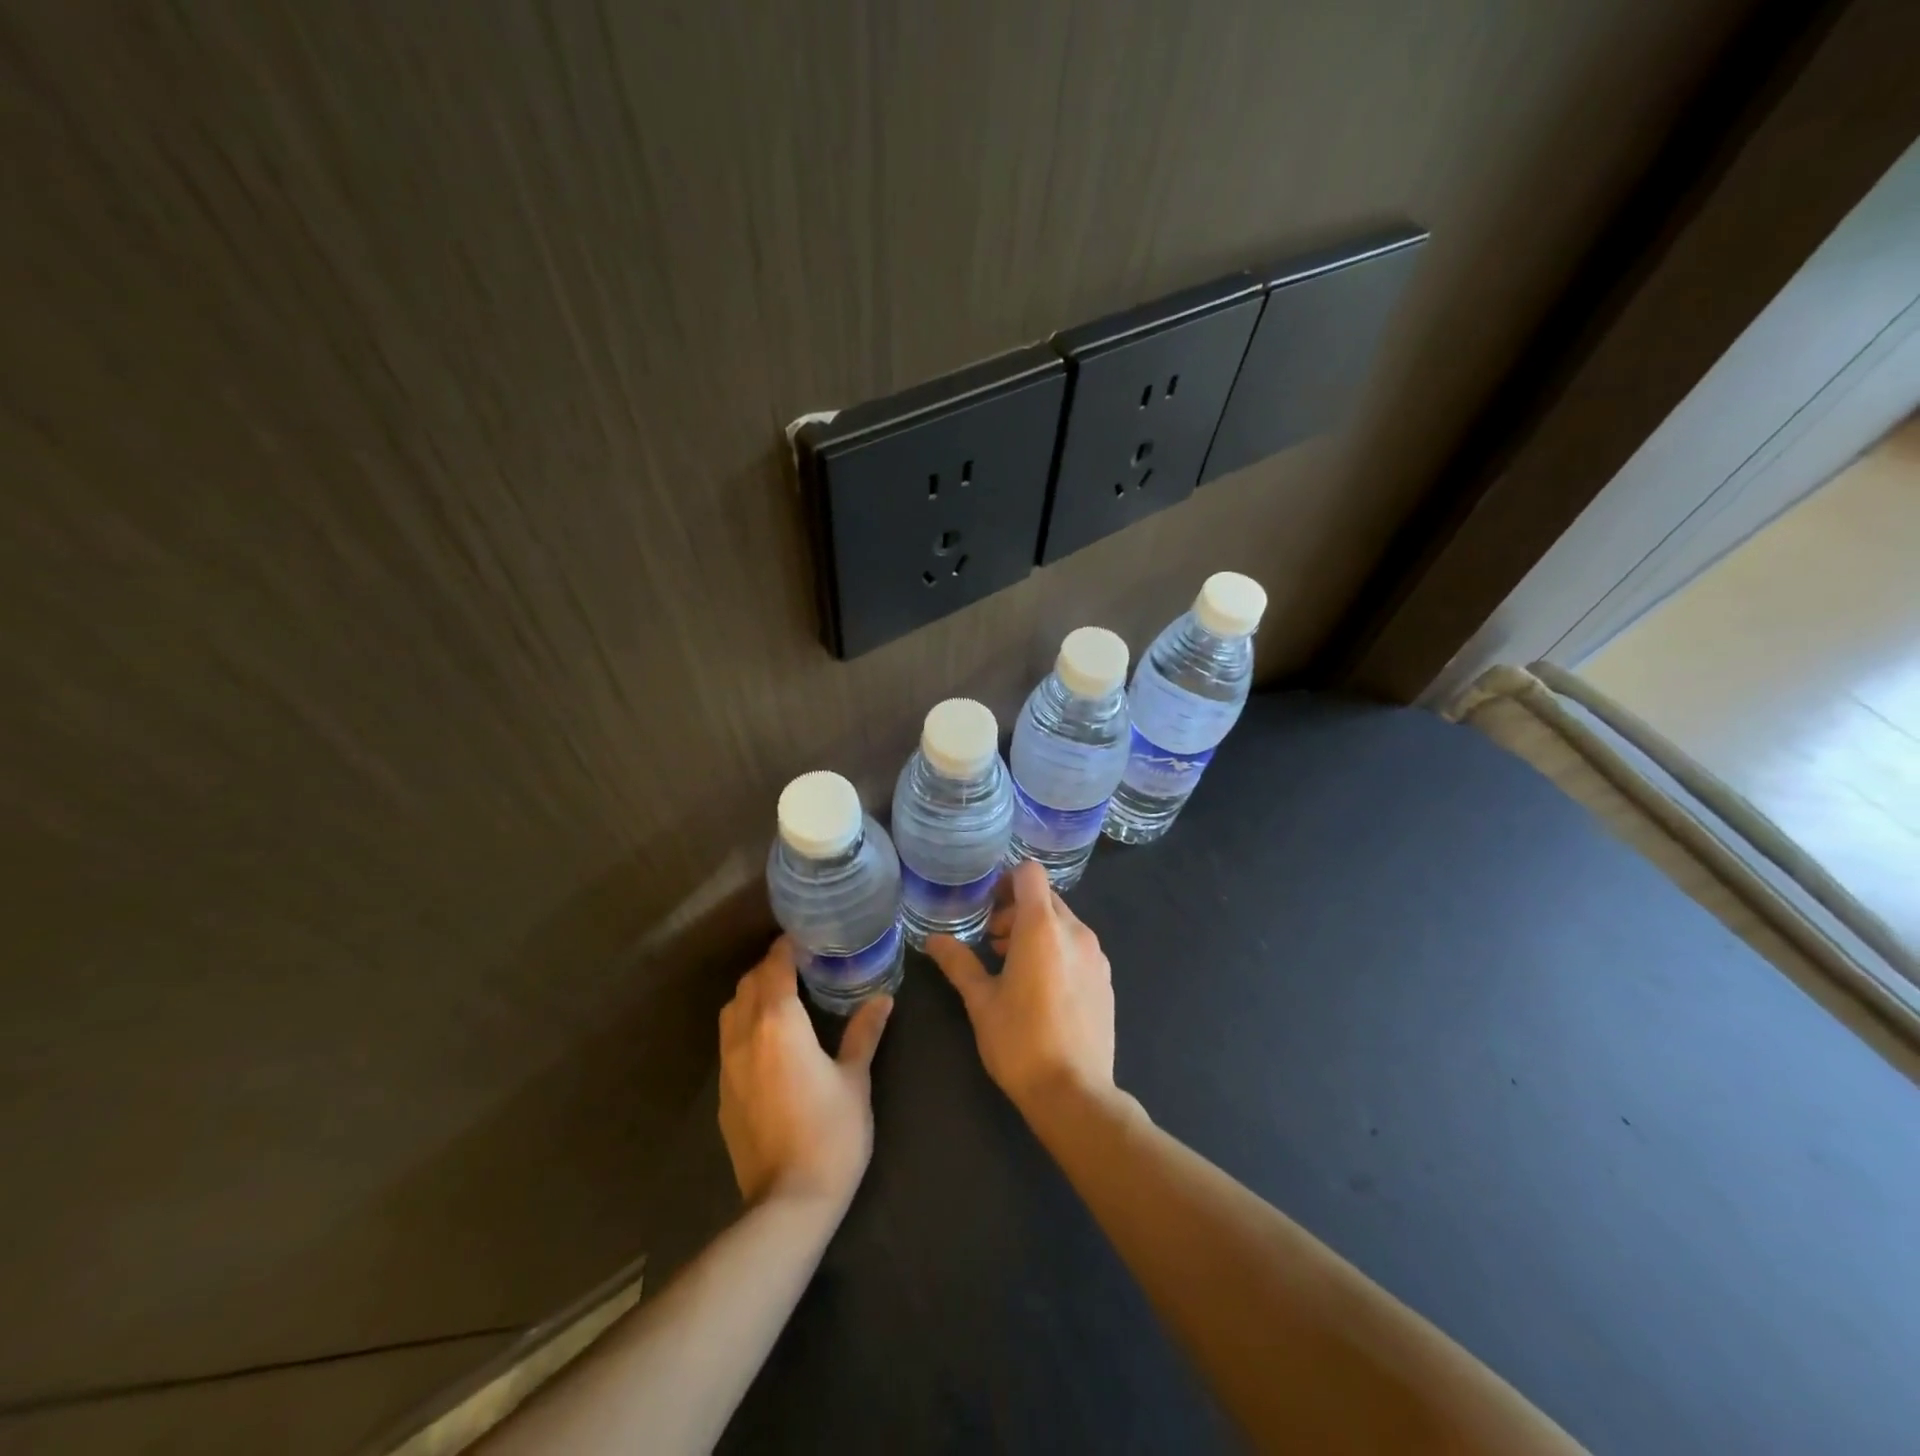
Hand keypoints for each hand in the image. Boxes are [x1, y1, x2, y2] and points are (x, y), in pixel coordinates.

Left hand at [718, 937, 891, 1211]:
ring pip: (731, 1011)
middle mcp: (745, 1035)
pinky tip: (769, 1041)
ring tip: (782, 997)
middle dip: (769, 968)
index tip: (805, 937)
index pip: (774, 967)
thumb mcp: (855, 1079)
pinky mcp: (723, 1094)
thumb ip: (864, 1033)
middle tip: (800, 965)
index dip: (786, 948)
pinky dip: (744, 1025)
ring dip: (752, 995)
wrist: (788, 1202)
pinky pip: (728, 1041)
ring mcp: (728, 1066)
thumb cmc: (831, 1132)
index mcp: (779, 1023)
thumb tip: (883, 998)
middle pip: (748, 984)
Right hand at [925, 860, 1115, 1114]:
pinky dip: (1057, 951)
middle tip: (993, 941)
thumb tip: (933, 939)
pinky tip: (1041, 988)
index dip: (1007, 880)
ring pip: (1063, 923)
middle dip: (1017, 909)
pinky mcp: (1106, 979)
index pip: (1030, 873)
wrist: (1074, 1093)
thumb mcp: (981, 1001)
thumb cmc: (1020, 1041)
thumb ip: (958, 963)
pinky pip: (1078, 947)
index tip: (988, 906)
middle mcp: (1075, 932)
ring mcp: (1096, 956)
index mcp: (1042, 928)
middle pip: (1046, 898)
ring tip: (1012, 965)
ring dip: (1037, 931)